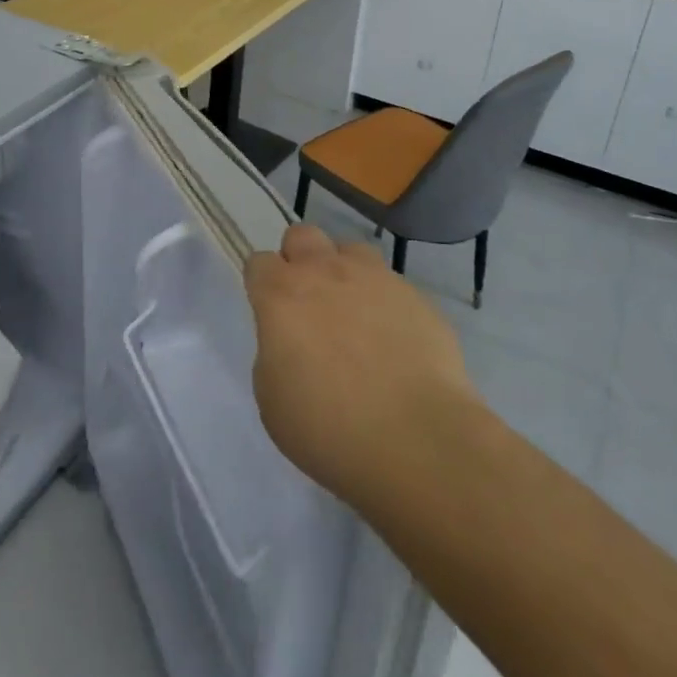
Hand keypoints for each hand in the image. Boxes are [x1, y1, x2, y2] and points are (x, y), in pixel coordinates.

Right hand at [245, 224, 480, 509]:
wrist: (417, 441)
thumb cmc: (329, 429)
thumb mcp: (272, 399)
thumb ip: (274, 353)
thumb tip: (291, 341)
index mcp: (281, 295)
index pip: (259, 262)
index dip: (262, 285)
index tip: (270, 313)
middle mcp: (325, 272)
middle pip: (302, 235)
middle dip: (300, 260)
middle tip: (309, 304)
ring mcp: (375, 279)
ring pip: (351, 251)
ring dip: (345, 273)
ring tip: (355, 315)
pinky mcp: (416, 297)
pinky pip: (392, 285)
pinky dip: (386, 304)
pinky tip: (395, 342)